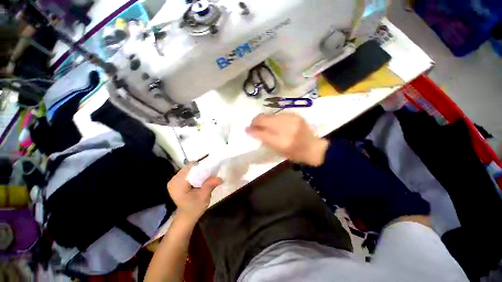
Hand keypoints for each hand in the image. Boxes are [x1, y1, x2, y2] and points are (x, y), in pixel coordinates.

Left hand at [167, 164, 222, 220]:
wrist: (187, 215)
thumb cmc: (195, 208)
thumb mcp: (204, 197)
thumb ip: (210, 185)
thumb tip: (220, 178)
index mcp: (178, 185)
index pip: (190, 169)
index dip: (201, 167)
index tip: (211, 169)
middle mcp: (174, 180)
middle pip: (189, 167)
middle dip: (200, 168)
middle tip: (210, 173)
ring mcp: (174, 180)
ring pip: (189, 168)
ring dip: (198, 170)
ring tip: (206, 175)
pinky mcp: (176, 180)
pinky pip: (187, 171)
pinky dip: (195, 173)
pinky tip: (200, 178)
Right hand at [246, 113, 328, 165]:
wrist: (314, 148)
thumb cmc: (295, 154)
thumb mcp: (278, 151)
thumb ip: (265, 140)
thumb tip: (253, 131)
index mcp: (281, 142)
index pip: (261, 133)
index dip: (252, 130)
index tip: (246, 129)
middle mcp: (286, 128)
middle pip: (264, 119)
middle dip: (255, 121)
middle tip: (253, 125)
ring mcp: (291, 119)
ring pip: (270, 115)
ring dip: (264, 119)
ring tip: (262, 124)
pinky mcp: (295, 115)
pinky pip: (278, 114)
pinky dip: (273, 118)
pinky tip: (274, 123)